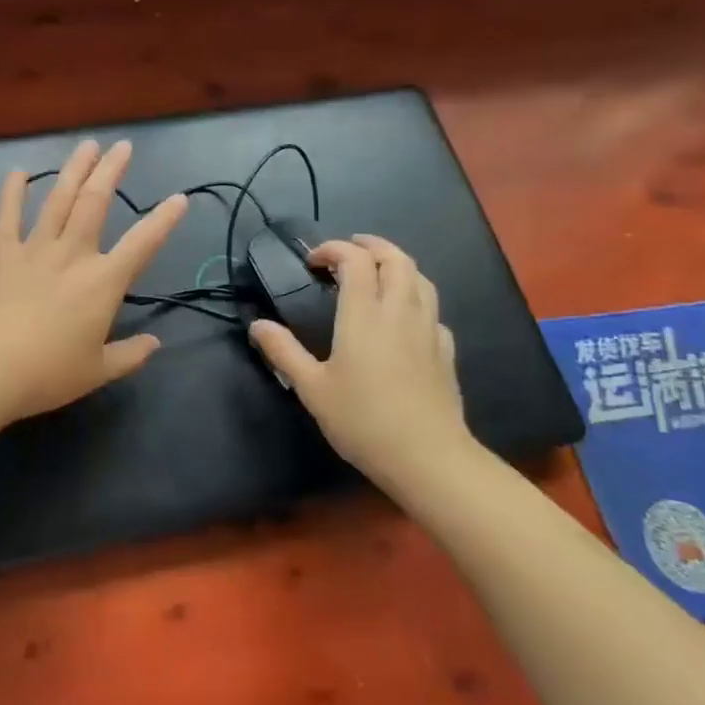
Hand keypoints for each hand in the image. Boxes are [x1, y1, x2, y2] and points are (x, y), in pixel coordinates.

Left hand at [0, 139, 186, 422]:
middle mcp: (72, 255)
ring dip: (74, 170)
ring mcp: (34, 249)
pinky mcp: (1, 253)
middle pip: (95, 202)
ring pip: (58, 199)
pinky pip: (7, 216)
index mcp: (102, 282)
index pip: (142, 244)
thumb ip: (129, 355)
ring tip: (87, 146)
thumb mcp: (98, 371)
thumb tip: (155, 344)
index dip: (163, 220)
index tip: (179, 198)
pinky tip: (18, 171)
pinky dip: (13, 192)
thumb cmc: (48, 373)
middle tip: (122, 146)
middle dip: (111, 171)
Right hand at [249, 235, 476, 491]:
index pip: (355, 260)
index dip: (333, 250)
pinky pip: (432, 309)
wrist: (428, 458)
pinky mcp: (445, 351)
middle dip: (370, 245)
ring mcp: (428, 330)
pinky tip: (403, 317)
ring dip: (396, 265)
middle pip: (395, 258)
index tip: (312, 263)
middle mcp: (400, 312)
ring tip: (375, 274)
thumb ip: (284, 352)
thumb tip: (258, 325)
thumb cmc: (363, 420)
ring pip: (420, 278)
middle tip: (346, 253)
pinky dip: (414, 298)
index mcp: (364, 315)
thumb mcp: (312, 389)